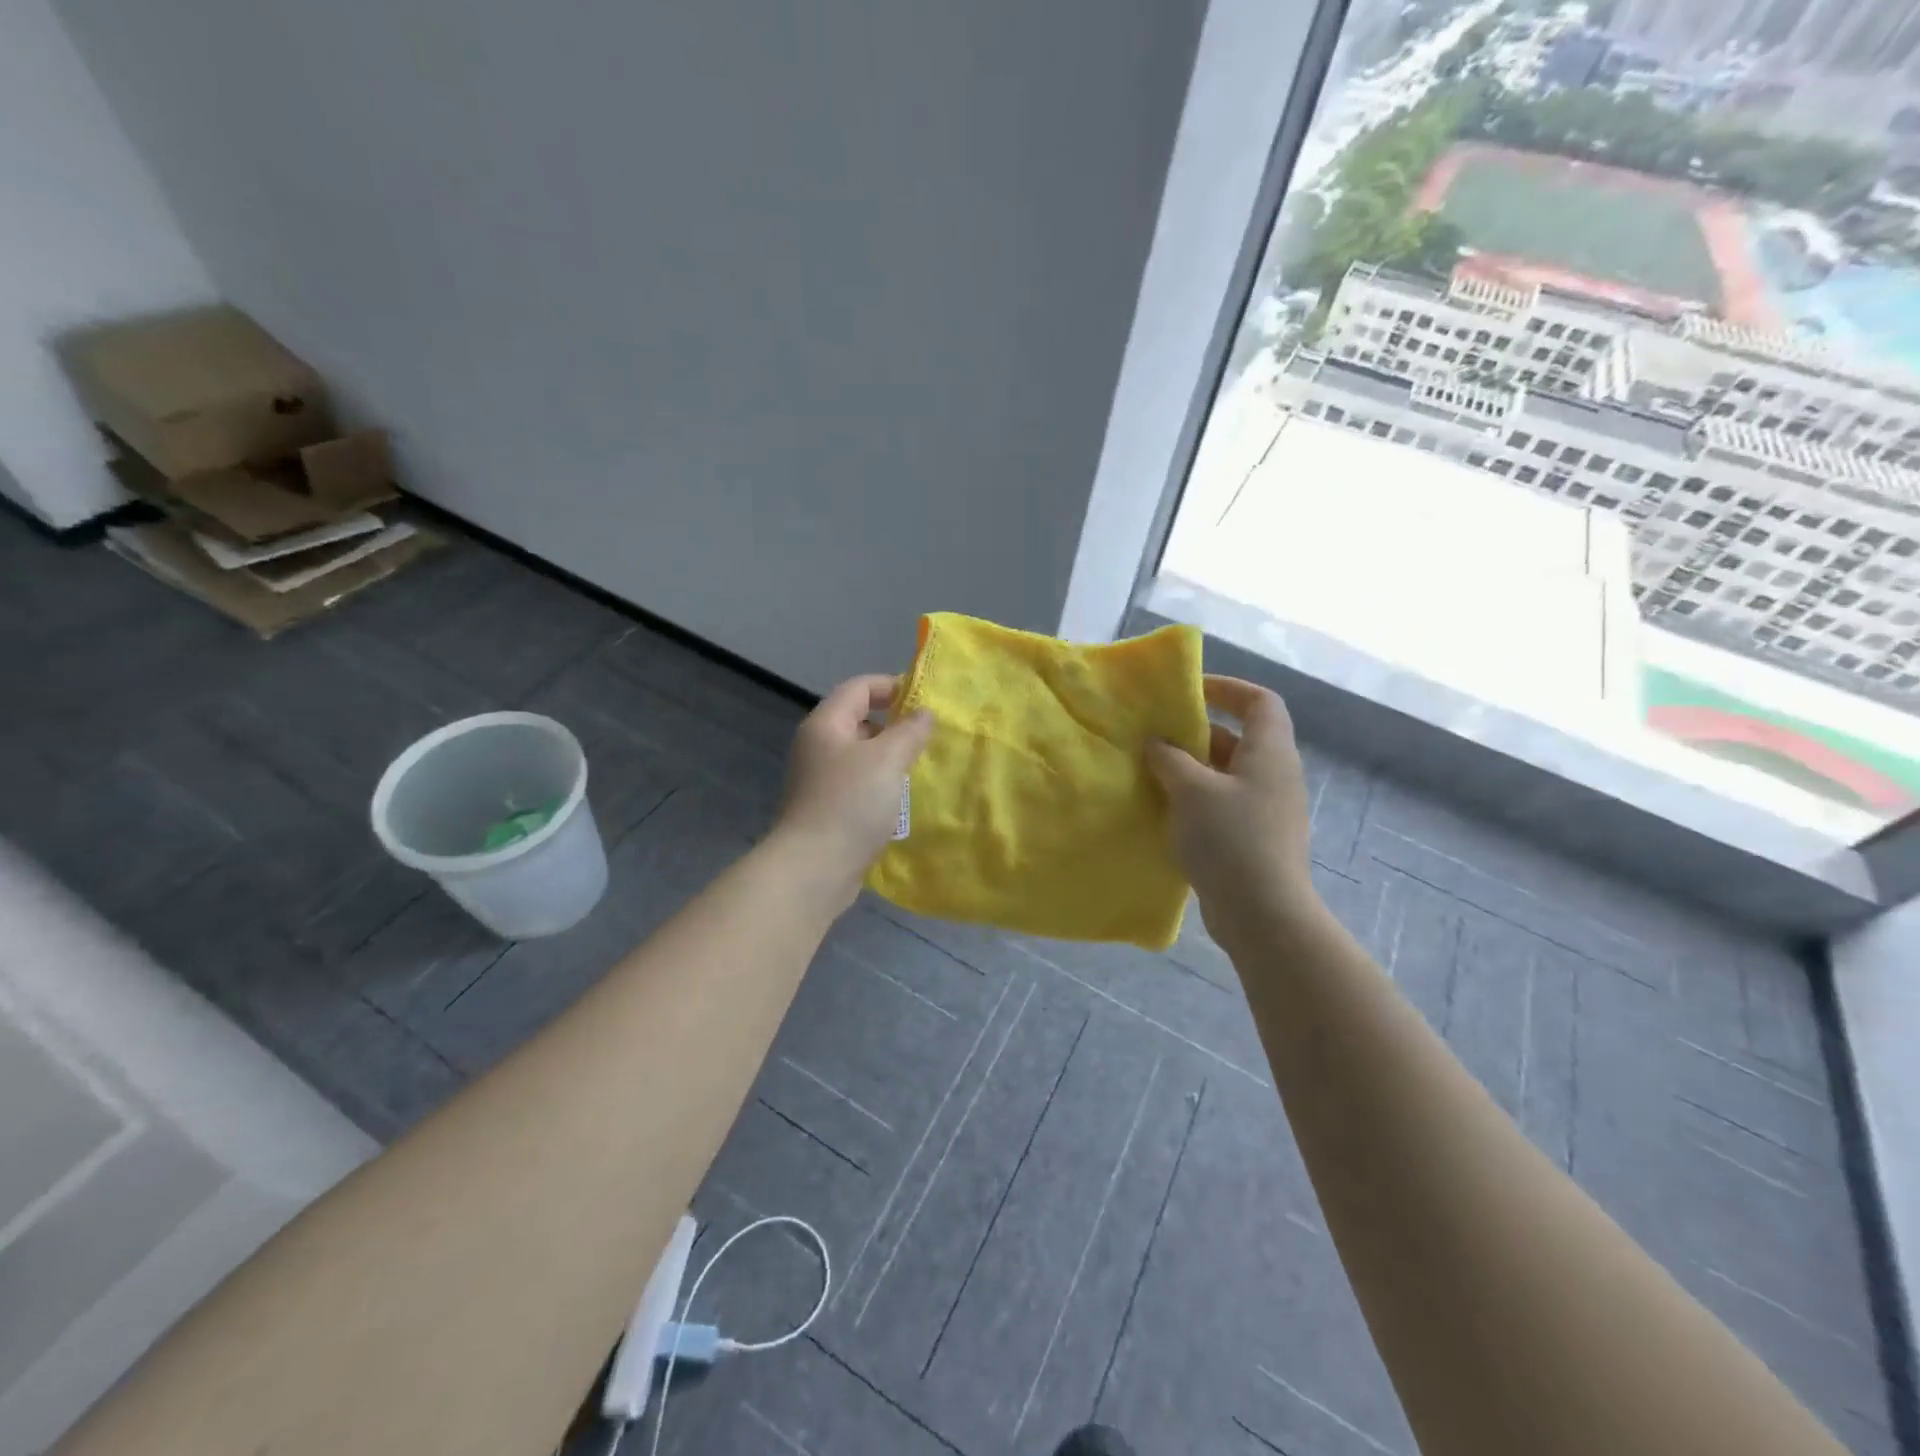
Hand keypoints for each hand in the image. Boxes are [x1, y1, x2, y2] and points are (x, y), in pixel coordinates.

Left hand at [773, 674, 934, 904]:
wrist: (814, 869)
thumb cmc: (850, 804)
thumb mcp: (887, 760)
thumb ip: (910, 731)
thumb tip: (923, 713)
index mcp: (825, 725)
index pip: (858, 687)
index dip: (891, 686)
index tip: (924, 699)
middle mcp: (818, 746)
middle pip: (858, 720)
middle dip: (894, 724)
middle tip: (928, 736)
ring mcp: (820, 779)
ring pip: (861, 755)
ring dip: (890, 757)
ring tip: (920, 766)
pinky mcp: (827, 808)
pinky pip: (859, 784)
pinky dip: (881, 783)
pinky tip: (902, 798)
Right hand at [1145, 676, 1315, 943]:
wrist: (1263, 915)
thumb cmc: (1230, 840)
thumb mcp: (1191, 790)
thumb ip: (1170, 759)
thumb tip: (1156, 743)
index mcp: (1270, 753)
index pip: (1260, 701)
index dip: (1228, 688)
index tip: (1190, 691)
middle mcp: (1274, 775)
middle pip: (1239, 737)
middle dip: (1198, 733)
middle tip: (1157, 735)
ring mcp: (1267, 810)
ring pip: (1227, 774)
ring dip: (1192, 769)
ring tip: (1152, 772)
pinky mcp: (1256, 839)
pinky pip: (1224, 804)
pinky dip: (1196, 799)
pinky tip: (1166, 812)